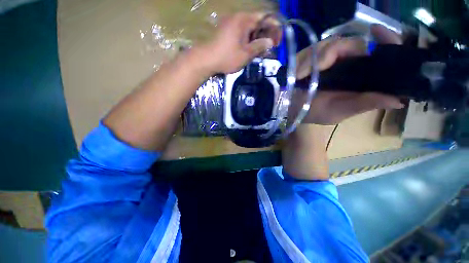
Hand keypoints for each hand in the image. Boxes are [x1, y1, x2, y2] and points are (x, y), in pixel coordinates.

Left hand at [200, 13, 279, 73]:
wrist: (206, 60)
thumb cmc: (227, 57)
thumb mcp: (246, 54)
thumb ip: (259, 46)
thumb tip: (270, 42)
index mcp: (244, 20)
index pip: (265, 18)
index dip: (274, 29)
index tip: (277, 41)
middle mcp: (238, 18)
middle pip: (257, 22)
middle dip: (266, 35)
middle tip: (269, 48)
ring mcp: (231, 24)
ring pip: (249, 28)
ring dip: (257, 38)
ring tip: (260, 51)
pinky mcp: (226, 31)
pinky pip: (242, 32)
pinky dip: (248, 40)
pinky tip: (250, 49)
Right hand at [298, 24, 403, 124]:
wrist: (292, 109)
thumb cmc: (314, 112)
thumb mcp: (340, 111)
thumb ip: (364, 104)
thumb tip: (398, 99)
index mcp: (360, 78)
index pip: (382, 53)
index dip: (386, 40)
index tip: (376, 31)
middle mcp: (348, 64)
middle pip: (352, 44)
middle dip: (335, 53)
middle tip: (317, 69)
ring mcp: (329, 59)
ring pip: (330, 44)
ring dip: (316, 59)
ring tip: (302, 75)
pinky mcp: (312, 57)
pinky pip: (312, 49)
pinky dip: (304, 60)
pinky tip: (299, 73)